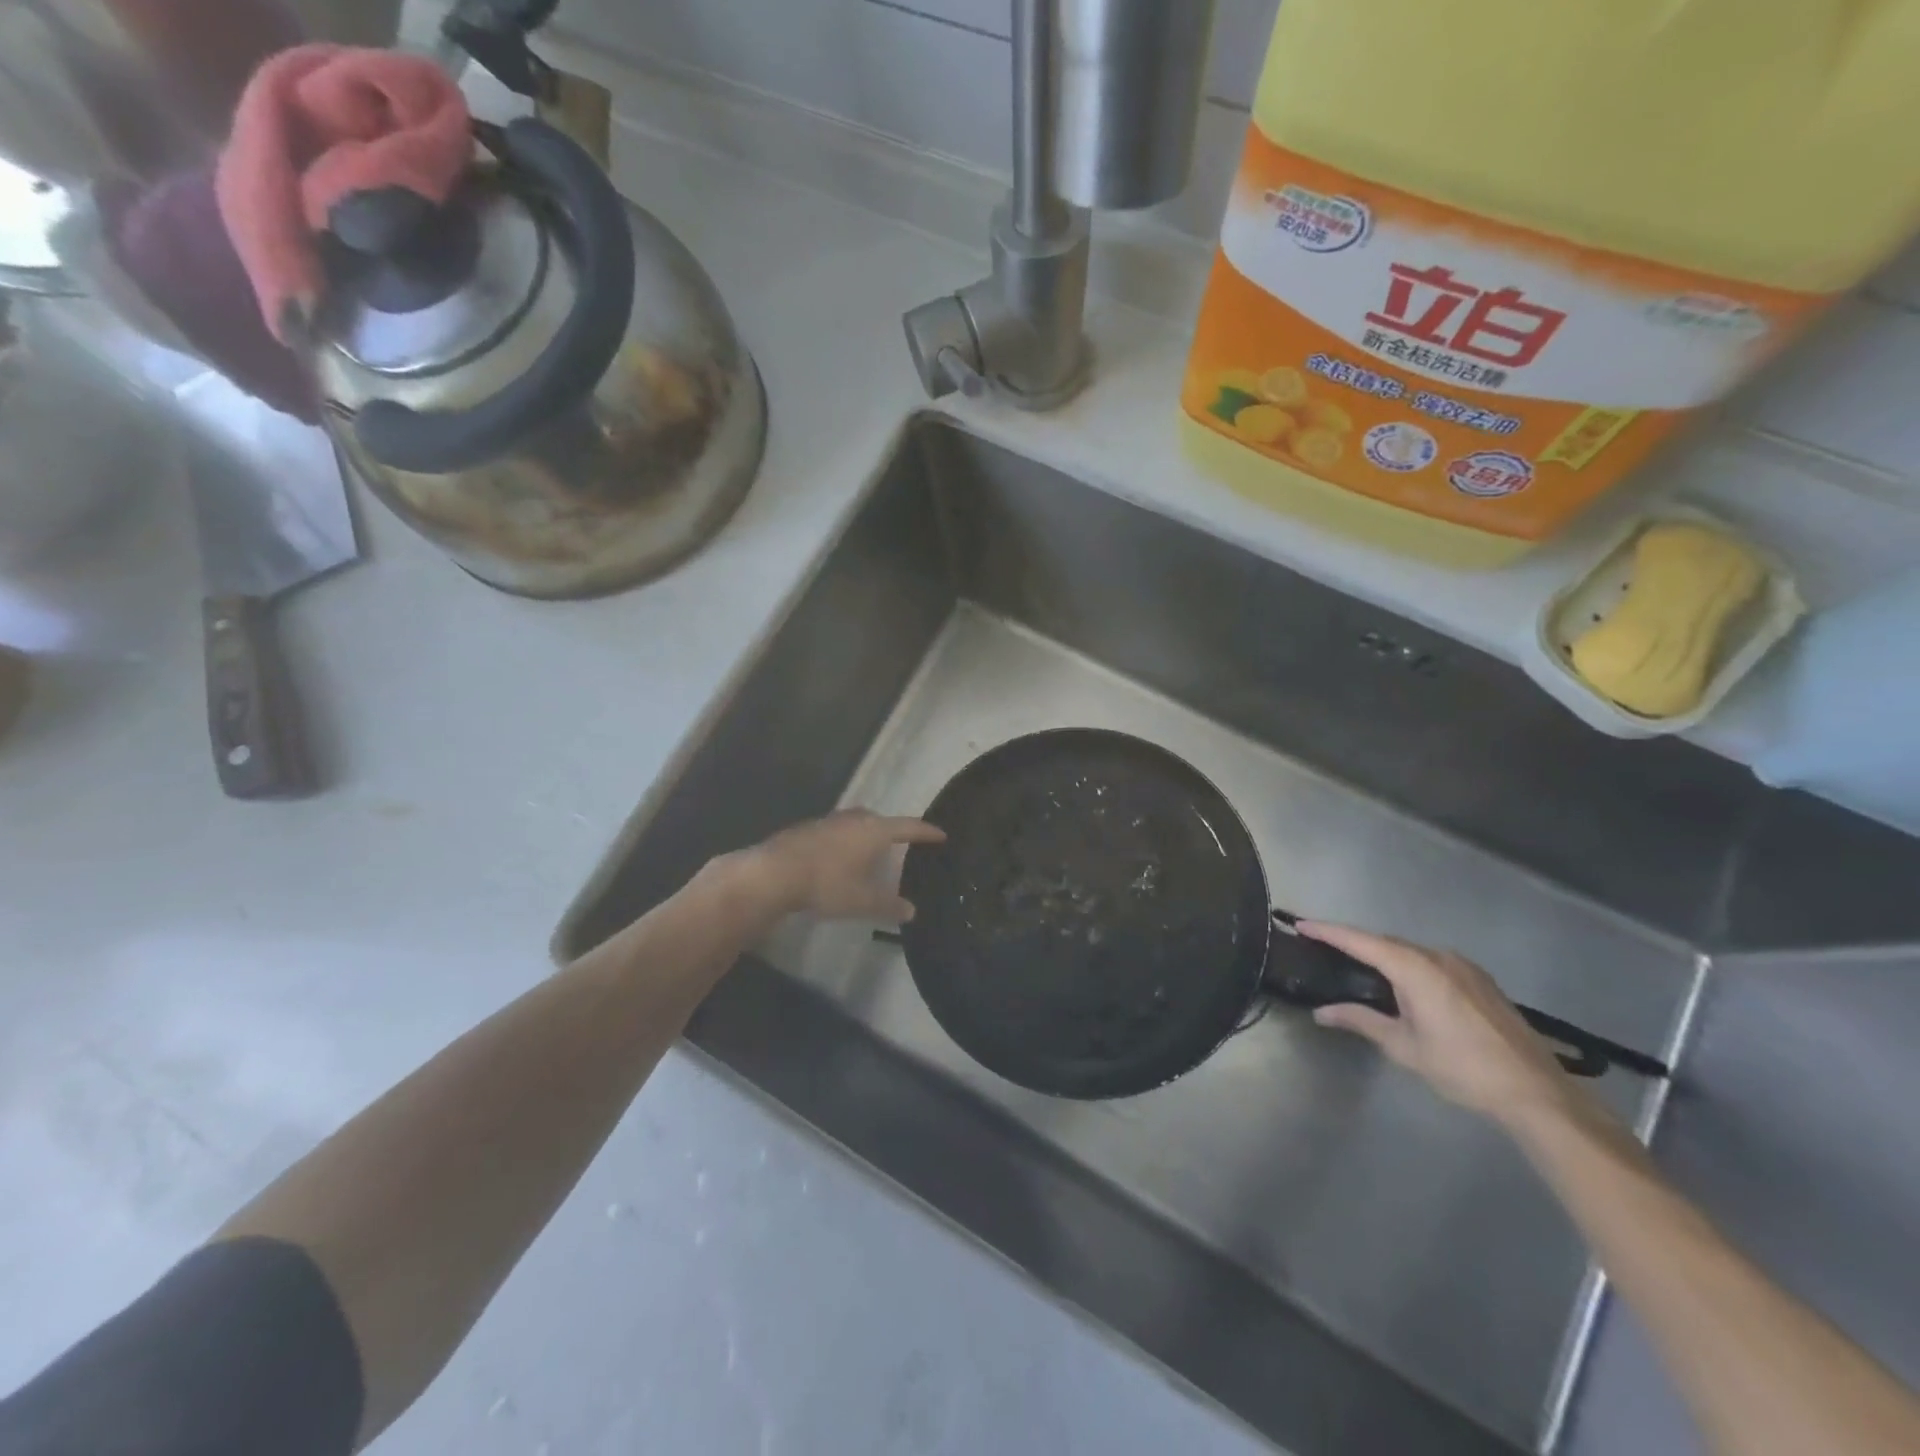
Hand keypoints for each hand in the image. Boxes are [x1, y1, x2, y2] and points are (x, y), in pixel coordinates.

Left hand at [734, 810, 945, 921]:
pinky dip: (844, 842)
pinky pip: (836, 831)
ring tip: (869, 852)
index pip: (908, 827)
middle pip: (880, 820)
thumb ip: (889, 906)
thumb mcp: (862, 902)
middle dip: (892, 831)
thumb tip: (911, 911)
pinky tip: (838, 858)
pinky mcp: (807, 829)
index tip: (940, 834)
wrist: (774, 873)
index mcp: (874, 831)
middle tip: (901, 844)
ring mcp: (828, 821)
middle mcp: (854, 819)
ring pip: (855, 824)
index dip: (925, 832)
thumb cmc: (827, 884)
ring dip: (865, 835)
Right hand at [1300, 922, 1572, 1124]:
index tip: (1300, 924)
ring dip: (1382, 954)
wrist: (1535, 1092)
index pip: (1360, 941)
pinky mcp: (1480, 980)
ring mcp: (1463, 966)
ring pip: (1410, 951)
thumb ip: (1361, 1020)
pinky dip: (1407, 964)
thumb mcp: (1403, 1046)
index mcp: (1415, 968)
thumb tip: (1322, 1012)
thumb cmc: (1462, 1067)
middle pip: (1385, 942)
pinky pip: (1431, 962)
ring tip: (1356, 965)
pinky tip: (1401, 984)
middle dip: (1353, 942)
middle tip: (1322, 946)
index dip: (1328, 931)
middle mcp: (1438, 957)